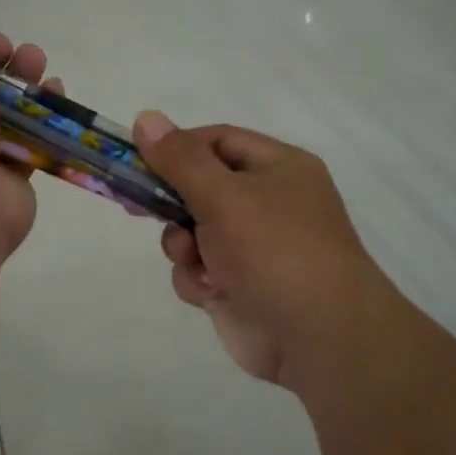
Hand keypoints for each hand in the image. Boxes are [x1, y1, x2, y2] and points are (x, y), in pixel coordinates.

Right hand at [133, 113, 393, 394]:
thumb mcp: (224, 195)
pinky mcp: (238, 286)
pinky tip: (211, 292)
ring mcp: (252, 247)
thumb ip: (180, 160)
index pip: (217, 141)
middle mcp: (267, 203)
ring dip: (183, 246)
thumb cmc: (274, 251)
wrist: (318, 338)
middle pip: (200, 187)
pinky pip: (199, 269)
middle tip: (137, 205)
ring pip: (192, 232)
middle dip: (172, 202)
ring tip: (195, 259)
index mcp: (277, 168)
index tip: (138, 160)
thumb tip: (146, 116)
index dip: (177, 148)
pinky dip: (197, 279)